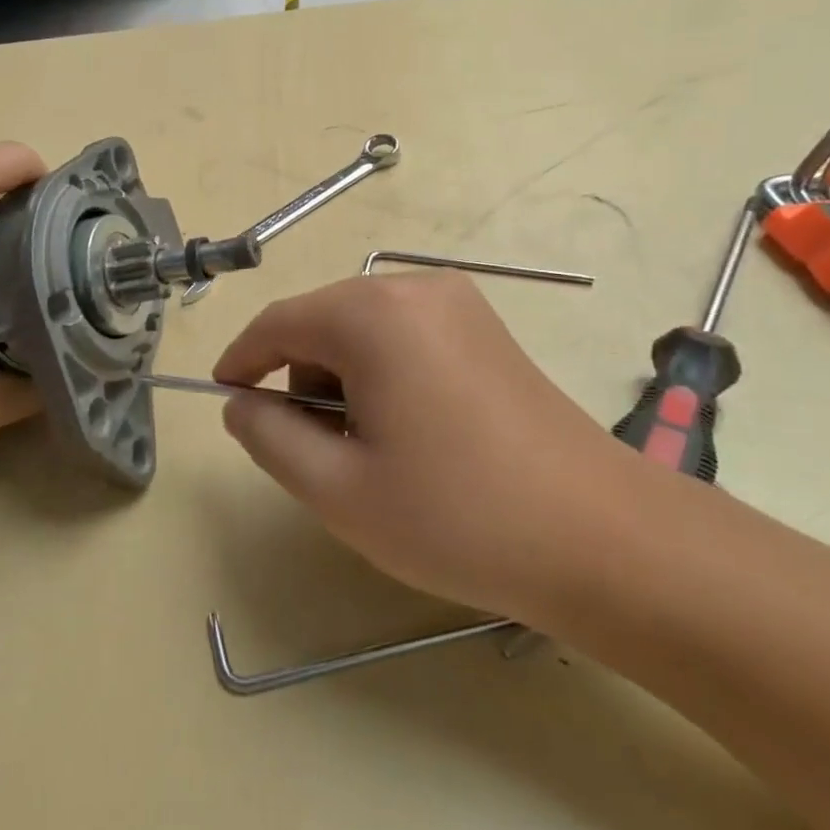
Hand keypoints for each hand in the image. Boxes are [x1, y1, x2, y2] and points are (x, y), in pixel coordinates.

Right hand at [213, 272, 637, 624]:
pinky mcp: (486, 328)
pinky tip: (410, 432)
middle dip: (299, 379)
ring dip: (342, 379)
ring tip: (370, 450)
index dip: (241, 360)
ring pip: (362, 330)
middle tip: (315, 452)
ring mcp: (459, 304)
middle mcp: (414, 289)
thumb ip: (269, 437)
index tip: (225, 398)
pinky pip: (404, 336)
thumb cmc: (458, 516)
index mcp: (372, 315)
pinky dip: (382, 374)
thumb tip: (242, 404)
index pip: (277, 323)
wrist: (604, 540)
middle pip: (321, 323)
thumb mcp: (338, 489)